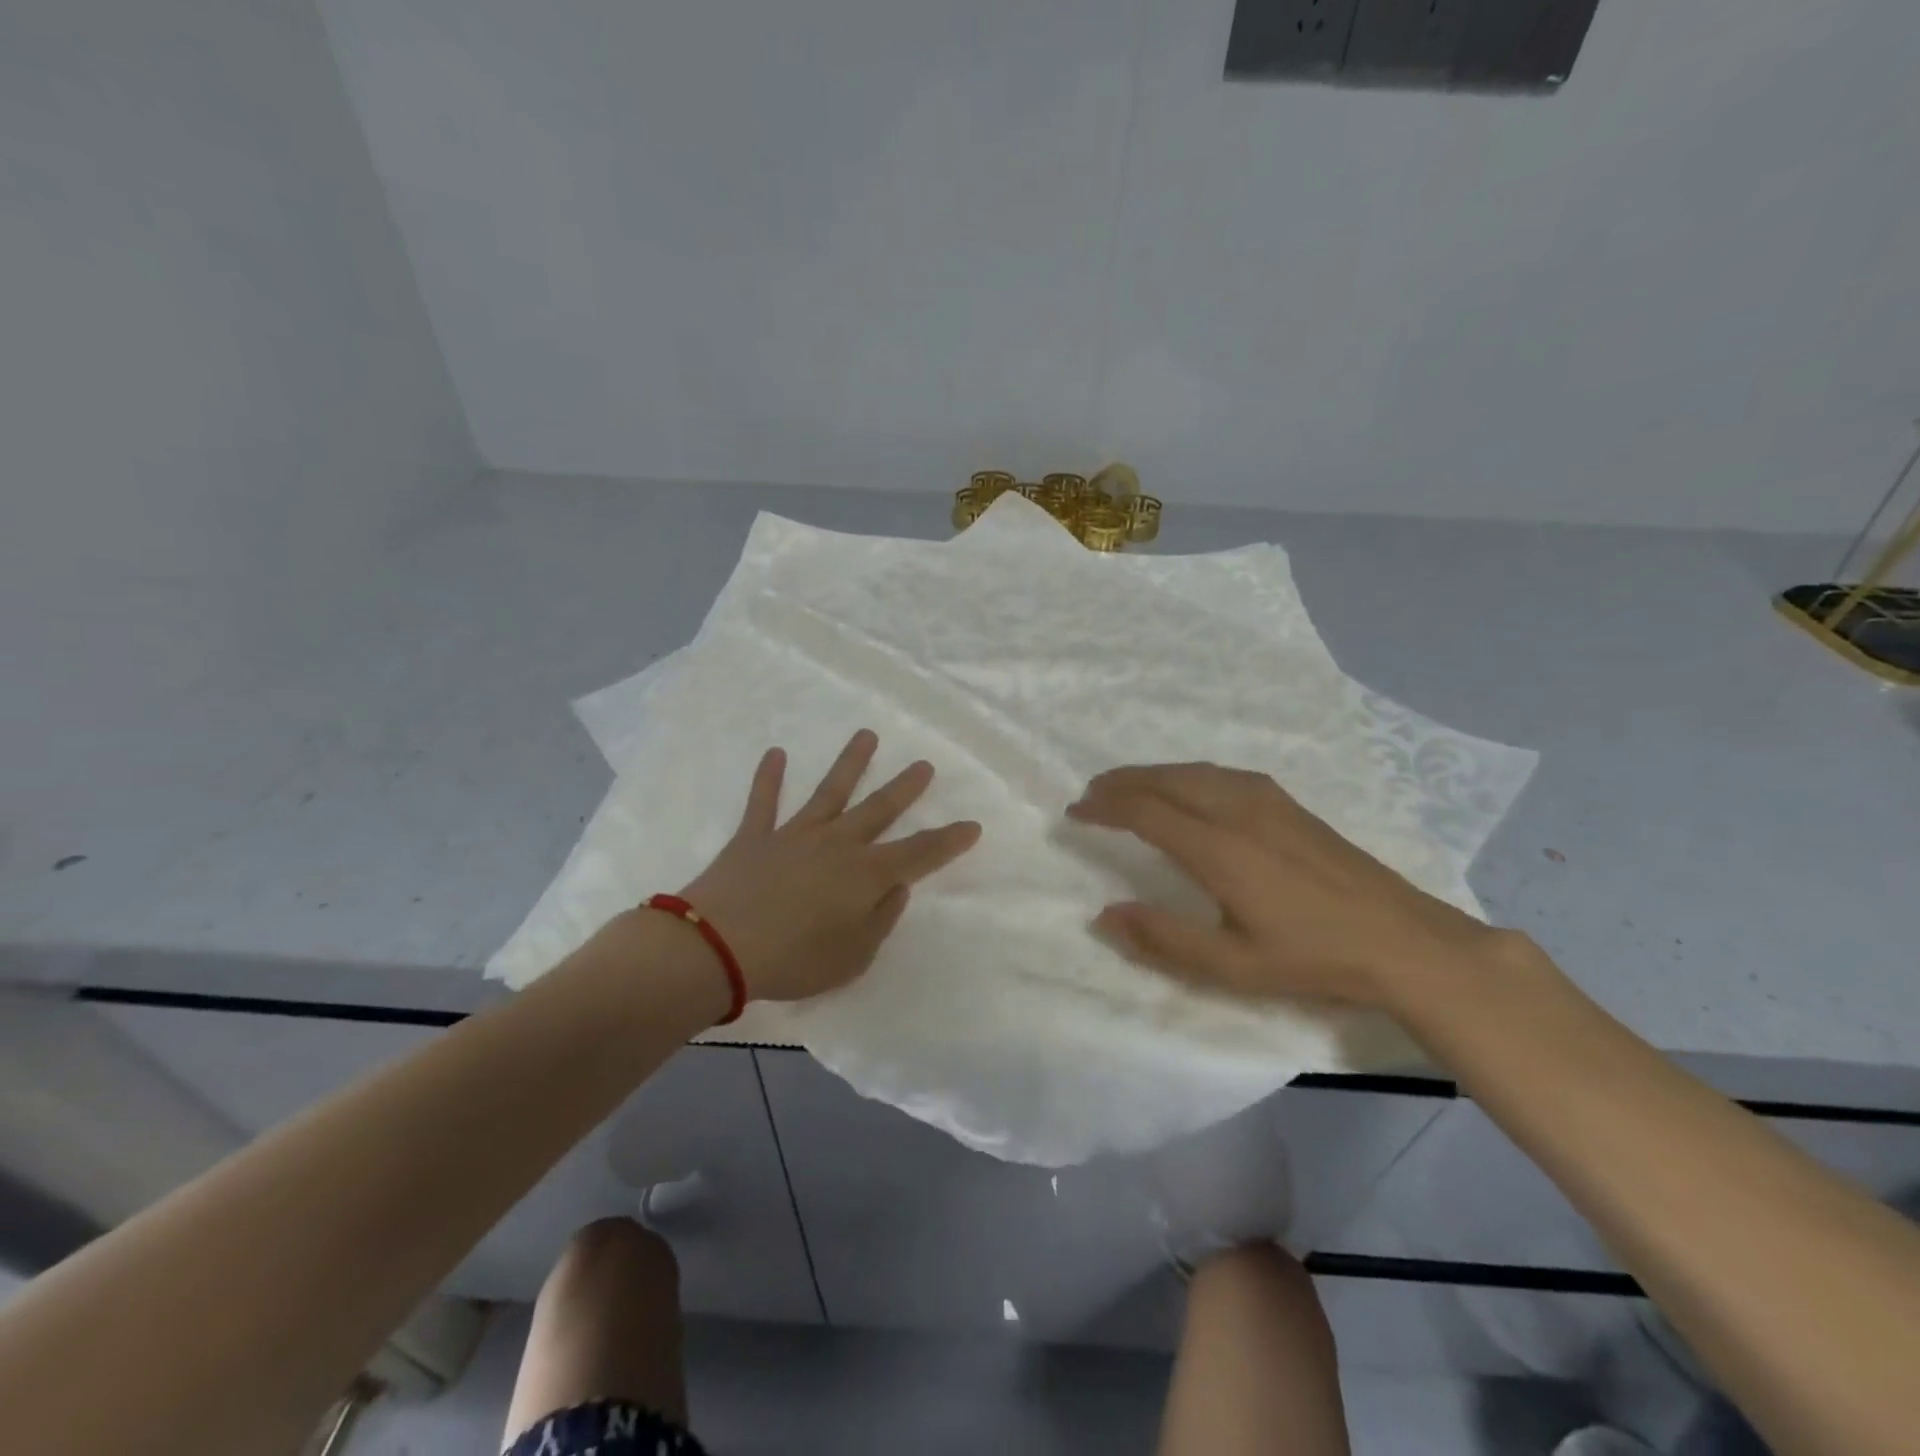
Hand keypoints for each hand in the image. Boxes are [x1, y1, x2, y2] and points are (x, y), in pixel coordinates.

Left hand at [672, 731, 981, 1002]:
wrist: (718, 947)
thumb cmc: (795, 960)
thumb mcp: (854, 956)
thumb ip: (881, 919)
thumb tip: (896, 887)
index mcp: (866, 874)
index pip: (920, 853)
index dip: (949, 840)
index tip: (972, 825)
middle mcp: (837, 844)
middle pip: (879, 809)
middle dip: (905, 787)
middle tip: (924, 764)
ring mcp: (795, 834)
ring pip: (830, 791)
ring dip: (850, 762)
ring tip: (866, 735)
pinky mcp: (755, 836)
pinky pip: (764, 801)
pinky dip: (769, 777)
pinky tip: (776, 753)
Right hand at [1066, 762, 1508, 1012]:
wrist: (1404, 940)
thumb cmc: (1314, 958)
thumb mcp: (1233, 966)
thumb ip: (1164, 939)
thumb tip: (1105, 913)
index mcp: (1219, 849)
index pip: (1145, 812)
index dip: (1105, 808)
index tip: (1075, 813)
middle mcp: (1237, 811)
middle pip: (1165, 780)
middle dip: (1122, 782)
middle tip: (1091, 794)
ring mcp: (1267, 801)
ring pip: (1194, 771)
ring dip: (1152, 774)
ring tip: (1127, 786)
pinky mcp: (1288, 803)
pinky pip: (1220, 773)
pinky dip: (1186, 773)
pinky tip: (1187, 787)